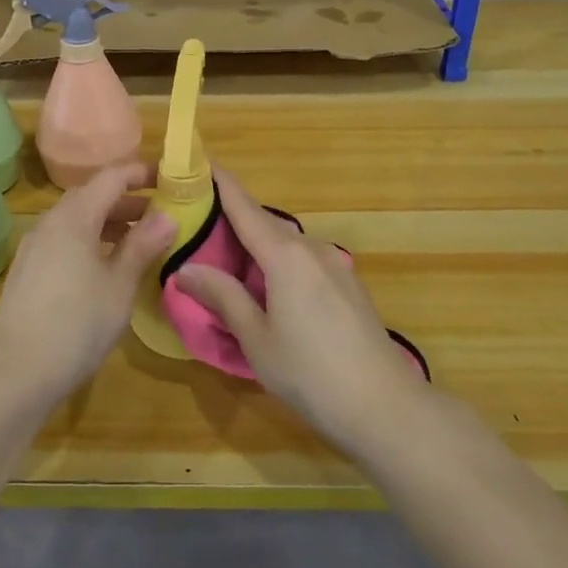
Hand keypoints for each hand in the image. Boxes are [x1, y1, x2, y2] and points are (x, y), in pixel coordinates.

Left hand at [0, 162, 175, 399]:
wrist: (17, 372)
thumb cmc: (77, 324)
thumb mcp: (120, 285)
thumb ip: (143, 245)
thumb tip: (167, 216)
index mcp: (74, 217)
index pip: (111, 177)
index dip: (141, 173)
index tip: (169, 178)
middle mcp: (50, 223)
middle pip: (92, 196)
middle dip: (128, 200)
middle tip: (162, 213)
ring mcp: (35, 246)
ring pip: (78, 219)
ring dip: (110, 222)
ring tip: (141, 240)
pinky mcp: (28, 269)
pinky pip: (65, 240)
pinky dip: (91, 240)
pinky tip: (107, 265)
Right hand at [174, 168, 423, 449]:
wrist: (384, 406)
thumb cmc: (310, 372)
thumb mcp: (255, 337)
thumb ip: (222, 296)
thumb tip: (184, 269)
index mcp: (285, 256)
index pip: (245, 208)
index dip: (221, 183)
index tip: (200, 162)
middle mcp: (312, 250)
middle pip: (266, 224)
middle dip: (234, 217)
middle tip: (199, 222)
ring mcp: (336, 266)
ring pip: (288, 245)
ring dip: (258, 245)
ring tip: (228, 259)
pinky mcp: (349, 286)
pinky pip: (305, 261)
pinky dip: (280, 263)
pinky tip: (269, 288)